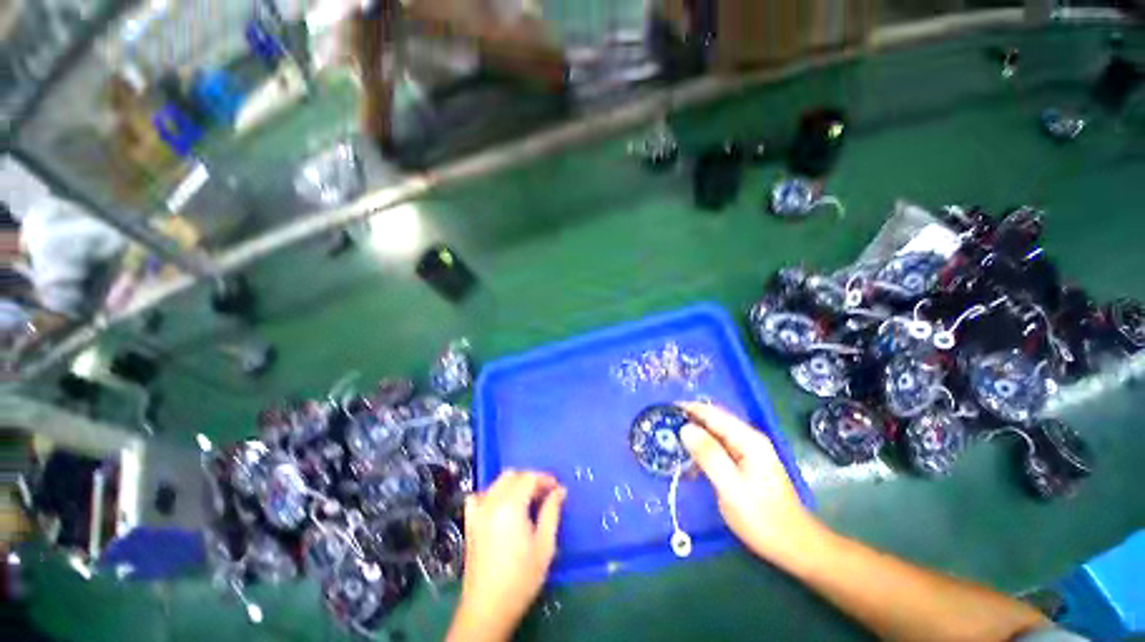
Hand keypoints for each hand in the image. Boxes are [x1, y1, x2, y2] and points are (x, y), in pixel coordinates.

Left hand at [448, 470, 566, 641]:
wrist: (488, 608)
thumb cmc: (521, 578)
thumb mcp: (545, 545)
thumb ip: (552, 512)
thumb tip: (560, 490)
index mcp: (511, 505)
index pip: (530, 477)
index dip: (545, 479)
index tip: (557, 489)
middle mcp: (492, 502)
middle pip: (513, 476)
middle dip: (530, 480)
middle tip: (544, 495)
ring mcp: (478, 511)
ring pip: (497, 483)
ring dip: (514, 484)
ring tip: (527, 501)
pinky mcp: (470, 523)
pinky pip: (479, 496)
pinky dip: (491, 494)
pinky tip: (500, 507)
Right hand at [679, 402, 820, 561]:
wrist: (794, 546)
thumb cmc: (763, 518)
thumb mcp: (731, 487)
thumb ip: (708, 455)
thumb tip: (685, 428)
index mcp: (747, 439)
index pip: (713, 413)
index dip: (688, 408)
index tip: (665, 410)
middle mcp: (748, 439)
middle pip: (713, 420)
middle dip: (689, 420)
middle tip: (663, 427)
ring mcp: (748, 452)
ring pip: (715, 434)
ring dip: (694, 435)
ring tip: (670, 440)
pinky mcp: (745, 464)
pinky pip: (719, 448)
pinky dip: (702, 449)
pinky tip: (689, 459)